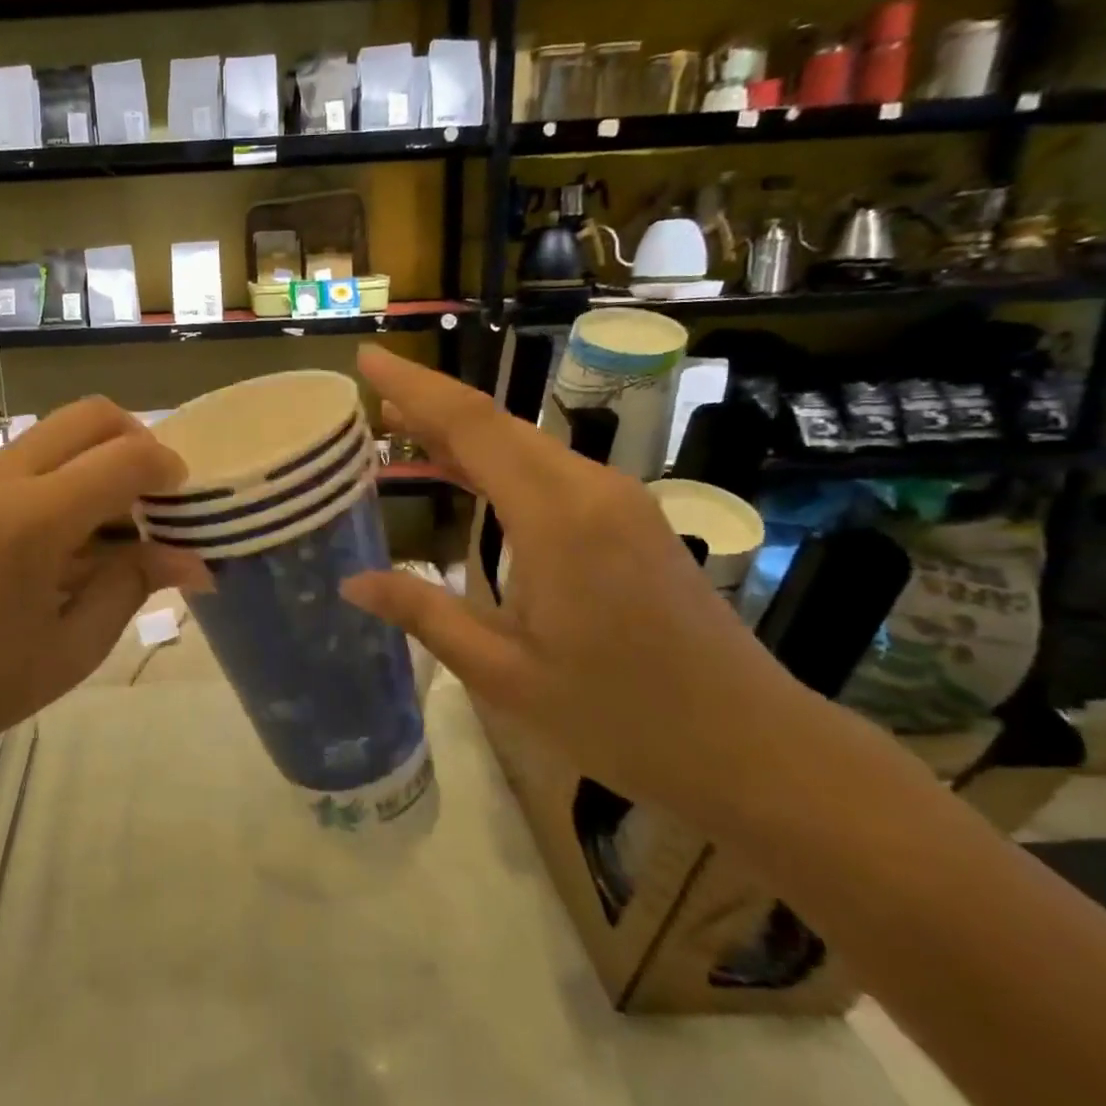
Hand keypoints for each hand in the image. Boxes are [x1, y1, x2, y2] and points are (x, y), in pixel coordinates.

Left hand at [0, 399, 208, 773]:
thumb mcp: (75, 646)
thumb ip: (135, 584)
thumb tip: (195, 561)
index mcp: (34, 521)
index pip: (125, 458)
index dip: (168, 470)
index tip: (186, 501)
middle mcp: (2, 479)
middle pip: (91, 415)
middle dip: (138, 441)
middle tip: (154, 497)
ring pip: (58, 428)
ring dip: (100, 453)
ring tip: (113, 517)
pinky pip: (30, 453)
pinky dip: (68, 469)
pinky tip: (70, 530)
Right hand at [340, 346, 813, 820]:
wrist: (754, 748)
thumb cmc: (621, 717)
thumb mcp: (504, 673)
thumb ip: (425, 614)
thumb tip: (351, 582)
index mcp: (556, 517)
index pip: (471, 425)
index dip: (413, 387)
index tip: (368, 357)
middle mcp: (589, 489)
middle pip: (496, 424)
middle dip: (430, 403)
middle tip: (369, 400)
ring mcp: (617, 501)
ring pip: (524, 444)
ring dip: (461, 432)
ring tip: (399, 427)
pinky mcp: (629, 520)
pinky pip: (548, 470)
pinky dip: (496, 461)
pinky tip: (465, 473)